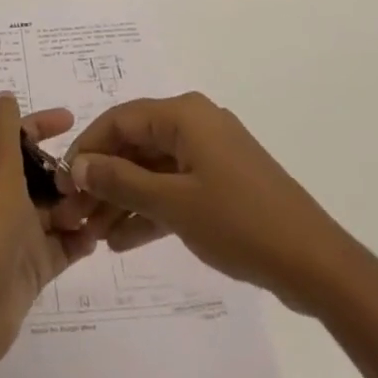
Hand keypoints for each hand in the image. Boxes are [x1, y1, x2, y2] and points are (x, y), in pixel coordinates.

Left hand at [0, 94, 100, 371]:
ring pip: (53, 210)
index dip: (42, 124)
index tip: (72, 120)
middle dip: (67, 171)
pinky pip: (60, 246)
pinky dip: (77, 241)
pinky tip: (95, 238)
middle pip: (40, 174)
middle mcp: (1, 197)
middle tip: (94, 174)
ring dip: (76, 206)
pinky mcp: (31, 267)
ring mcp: (17, 233)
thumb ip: (3, 126)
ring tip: (101, 206)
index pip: (17, 136)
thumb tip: (4, 95)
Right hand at [55, 92, 337, 308]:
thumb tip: (79, 165)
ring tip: (93, 233)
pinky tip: (123, 240)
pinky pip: (173, 188)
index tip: (63, 181)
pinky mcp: (220, 183)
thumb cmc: (239, 222)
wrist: (314, 263)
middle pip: (135, 145)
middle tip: (76, 214)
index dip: (89, 148)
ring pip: (152, 169)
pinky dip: (150, 210)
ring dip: (123, 198)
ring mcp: (209, 154)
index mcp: (183, 114)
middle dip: (104, 178)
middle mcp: (193, 123)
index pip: (120, 120)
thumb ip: (122, 182)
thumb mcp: (174, 204)